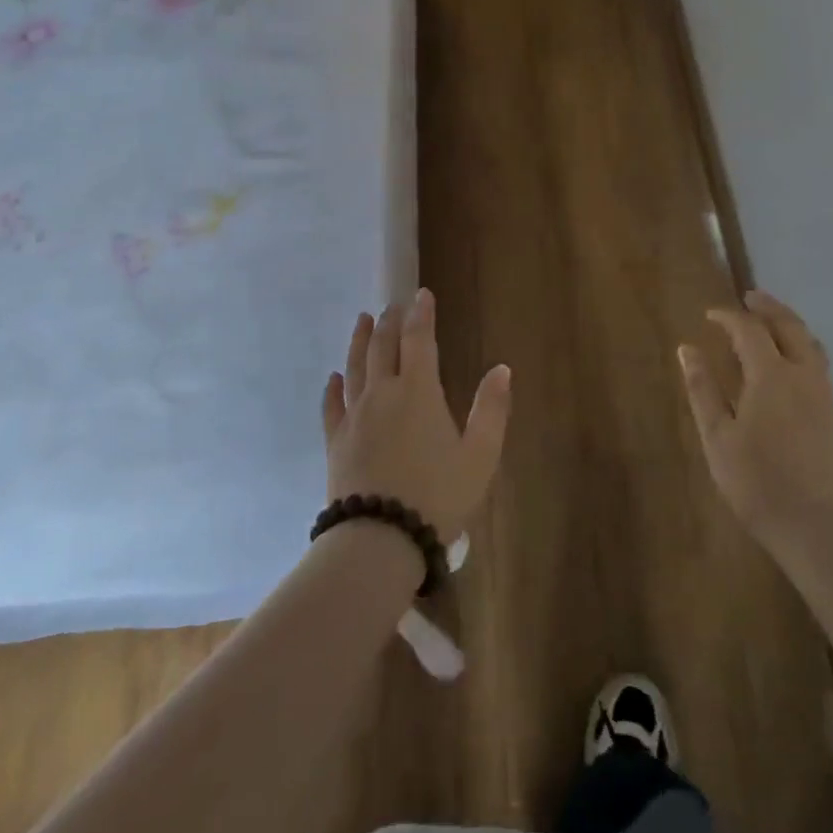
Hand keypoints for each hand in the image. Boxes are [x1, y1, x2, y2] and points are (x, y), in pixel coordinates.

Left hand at [324, 288, 512, 544]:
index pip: (419, 340)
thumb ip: (491, 409)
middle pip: (383, 347)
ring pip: (355, 367)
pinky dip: (333, 387)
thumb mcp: (480, 455)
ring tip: (363, 320)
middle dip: (390, 322)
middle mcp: (383, 394)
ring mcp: (355, 416)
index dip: (421, 314)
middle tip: (393, 305)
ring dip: (360, 341)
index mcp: (419, 392)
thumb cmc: (438, 495)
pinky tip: (333, 377)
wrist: (380, 538)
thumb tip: (501, 368)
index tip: (422, 294)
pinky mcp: (335, 441)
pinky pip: (332, 406)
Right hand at [679, 289, 832, 548]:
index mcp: (771, 375)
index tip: (709, 315)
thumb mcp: (717, 436)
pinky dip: (802, 346)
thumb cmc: (757, 481)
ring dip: (789, 324)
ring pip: (811, 343)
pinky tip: (790, 363)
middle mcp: (803, 374)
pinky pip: (819, 363)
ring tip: (771, 322)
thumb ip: (703, 389)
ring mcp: (826, 394)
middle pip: (789, 325)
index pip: (749, 329)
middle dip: (768, 307)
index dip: (728, 317)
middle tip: (749, 297)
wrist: (818, 526)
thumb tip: (687, 349)